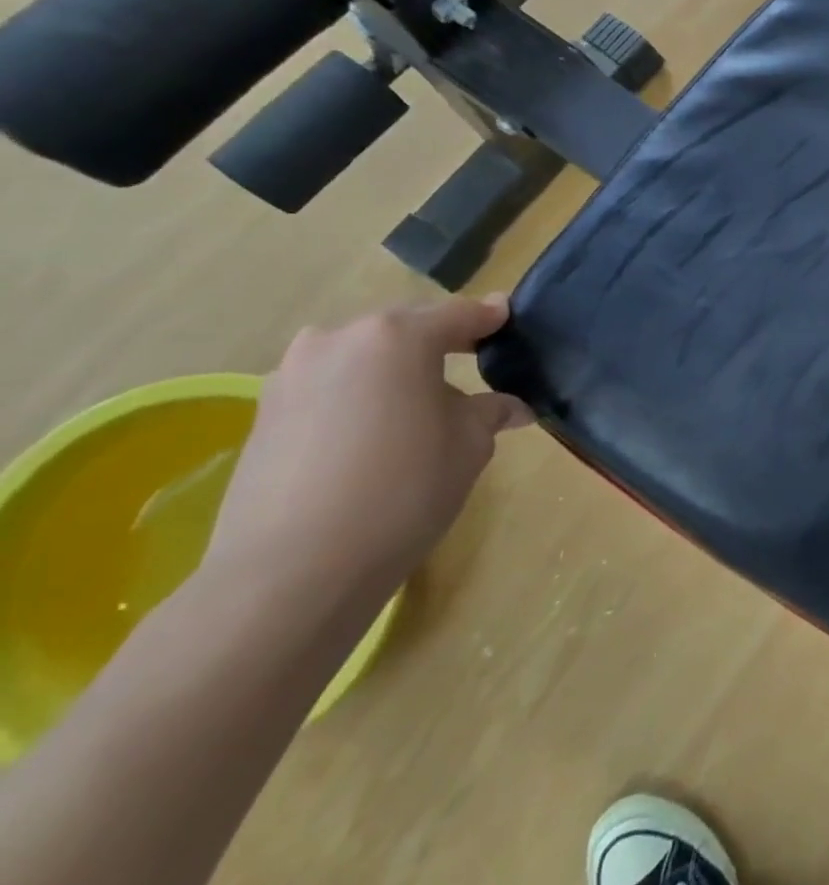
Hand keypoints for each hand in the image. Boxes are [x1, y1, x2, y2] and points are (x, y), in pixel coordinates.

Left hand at [204, 295, 532, 604]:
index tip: (506, 317)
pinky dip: (357, 397)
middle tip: (470, 361)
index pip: (457, 315)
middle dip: (436, 342)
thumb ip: (490, 412)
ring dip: (391, 371)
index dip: (488, 318)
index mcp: (396, 337)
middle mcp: (337, 341)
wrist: (293, 569)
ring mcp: (291, 376)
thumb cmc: (404, 488)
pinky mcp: (263, 415)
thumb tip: (509, 407)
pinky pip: (328, 388)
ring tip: (417, 402)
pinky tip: (374, 432)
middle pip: (402, 330)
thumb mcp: (470, 445)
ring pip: (359, 358)